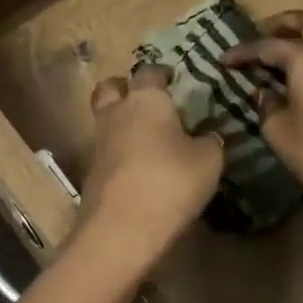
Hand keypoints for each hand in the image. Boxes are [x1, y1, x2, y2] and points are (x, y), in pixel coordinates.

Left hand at [82, 65, 223, 271]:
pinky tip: (141, 168)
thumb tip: (207, 136)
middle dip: (125, 88)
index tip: (174, 79)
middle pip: (110, 88)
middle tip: (147, 101)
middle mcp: (116, 114)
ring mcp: (99, 144)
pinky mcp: (92, 173)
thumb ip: (210, 142)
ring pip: (106, 120)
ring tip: (149, 139)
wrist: (121, 230)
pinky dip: (120, 153)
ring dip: (122, 123)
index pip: (150, 72)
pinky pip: (107, 151)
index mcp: (146, 100)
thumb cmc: (170, 182)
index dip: (162, 73)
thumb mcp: (209, 161)